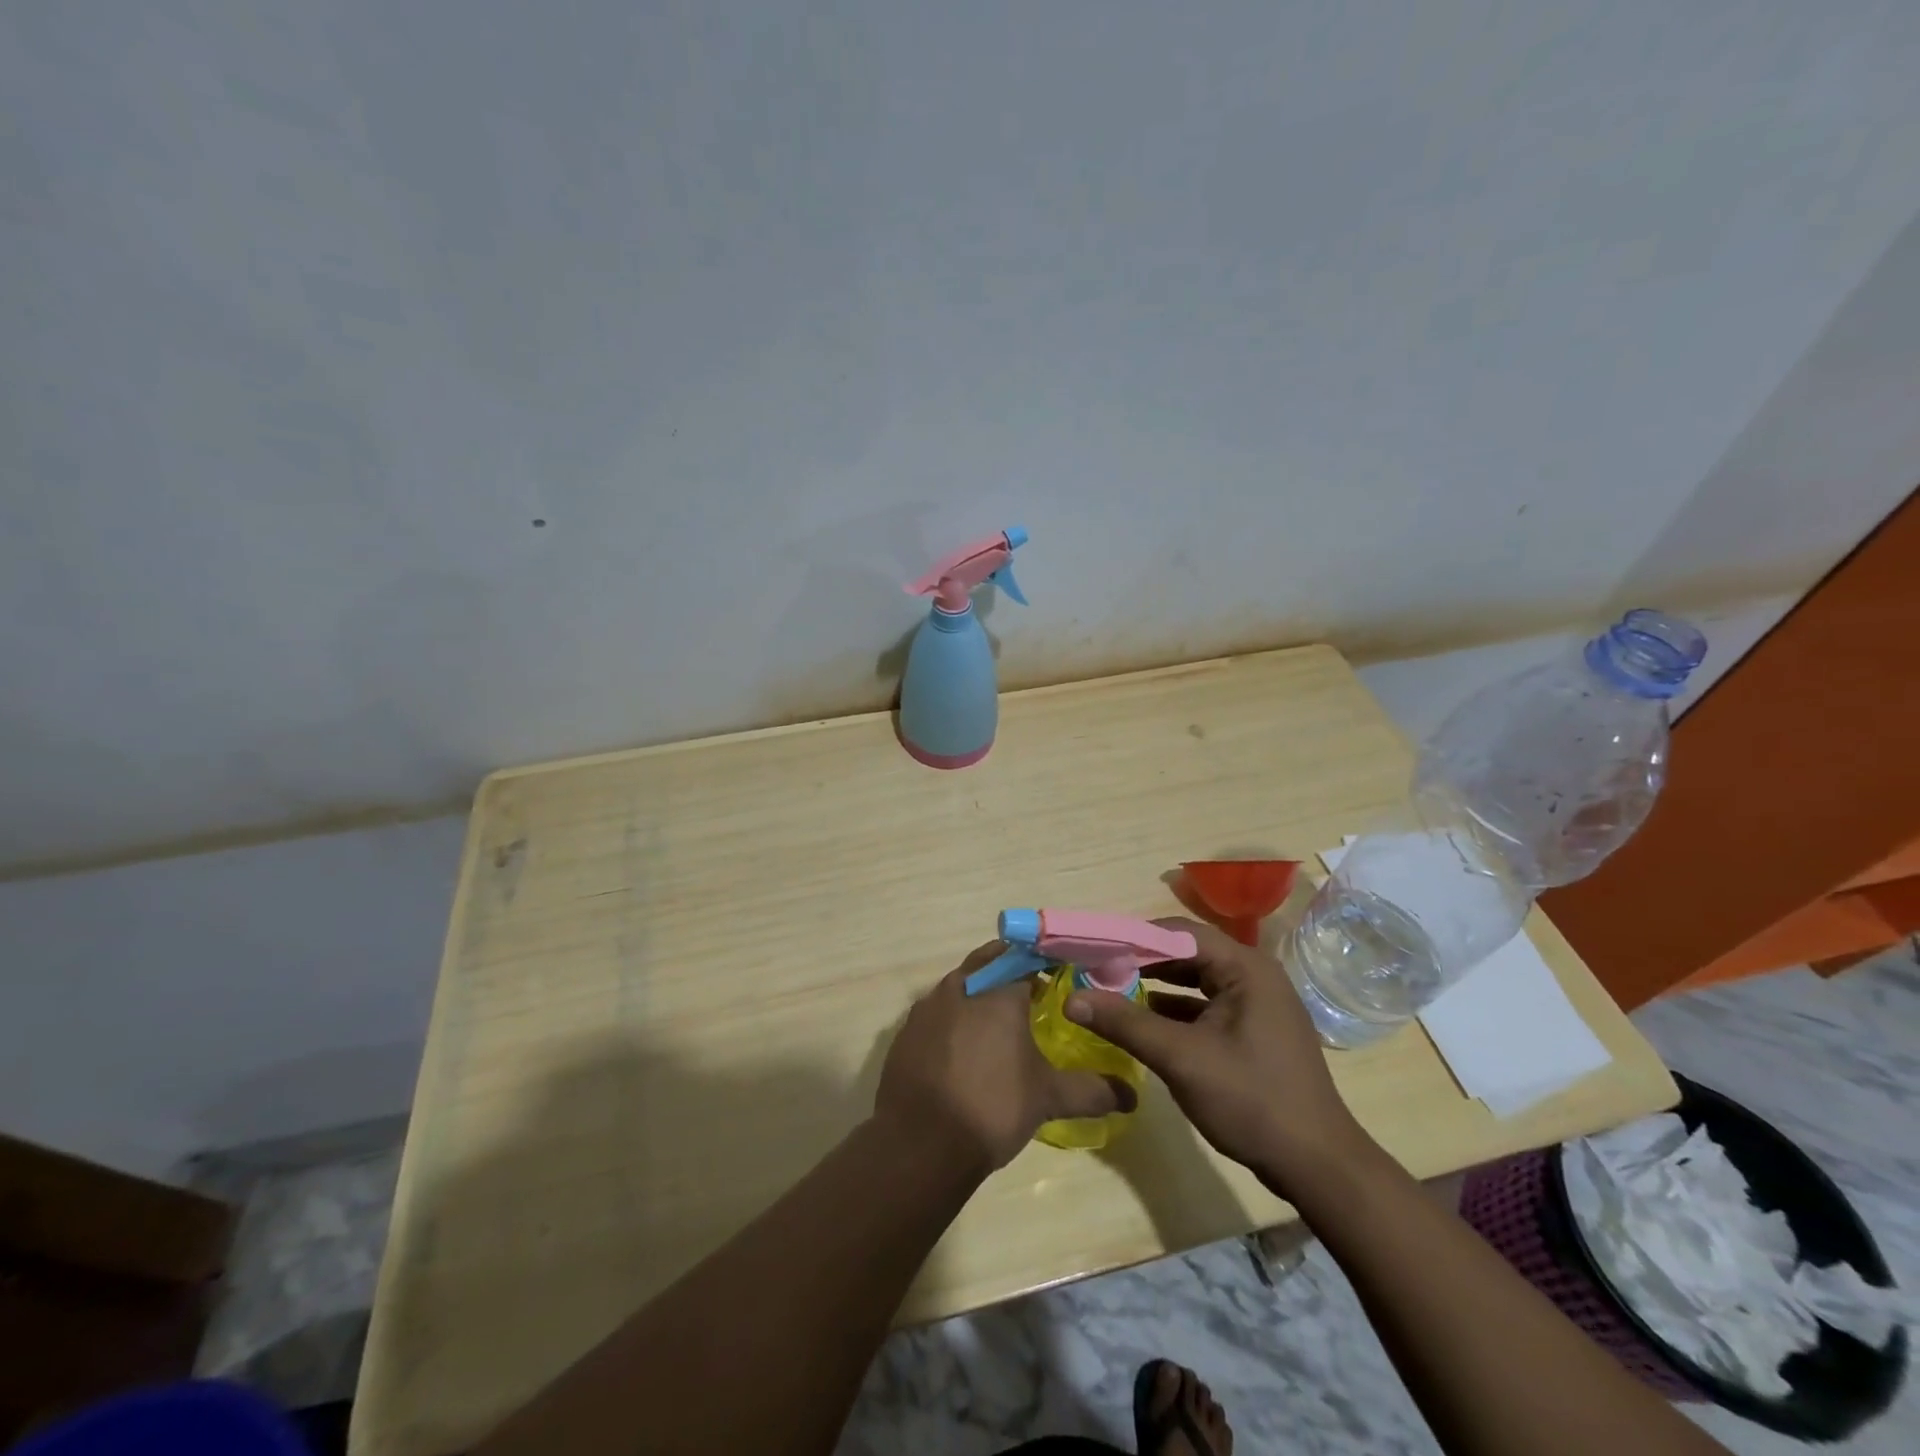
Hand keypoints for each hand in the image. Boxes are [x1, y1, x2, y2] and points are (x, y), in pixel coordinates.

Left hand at [875, 943, 1136, 1172]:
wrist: (920, 1143)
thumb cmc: (992, 1107)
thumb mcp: (1049, 1098)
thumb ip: (1092, 1090)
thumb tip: (1131, 1096)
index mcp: (998, 990)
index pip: (1028, 958)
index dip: (1047, 964)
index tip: (1063, 978)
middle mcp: (961, 985)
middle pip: (992, 961)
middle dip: (1013, 970)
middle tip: (1036, 995)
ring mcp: (928, 1006)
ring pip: (962, 983)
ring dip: (983, 991)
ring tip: (1002, 1024)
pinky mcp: (907, 1029)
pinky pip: (938, 1009)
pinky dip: (956, 1017)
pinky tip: (965, 1048)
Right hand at [1064, 918, 1374, 1195]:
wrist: (1317, 1165)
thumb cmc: (1251, 1100)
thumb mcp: (1181, 1058)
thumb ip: (1125, 1023)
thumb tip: (1071, 998)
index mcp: (1245, 968)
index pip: (1178, 932)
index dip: (1133, 938)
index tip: (1094, 949)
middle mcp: (1254, 975)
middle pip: (1187, 952)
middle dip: (1141, 960)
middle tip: (1097, 968)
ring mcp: (1258, 1004)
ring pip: (1196, 979)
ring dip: (1156, 983)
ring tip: (1112, 989)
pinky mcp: (1255, 1031)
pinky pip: (1207, 1005)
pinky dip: (1176, 1008)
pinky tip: (1146, 1020)